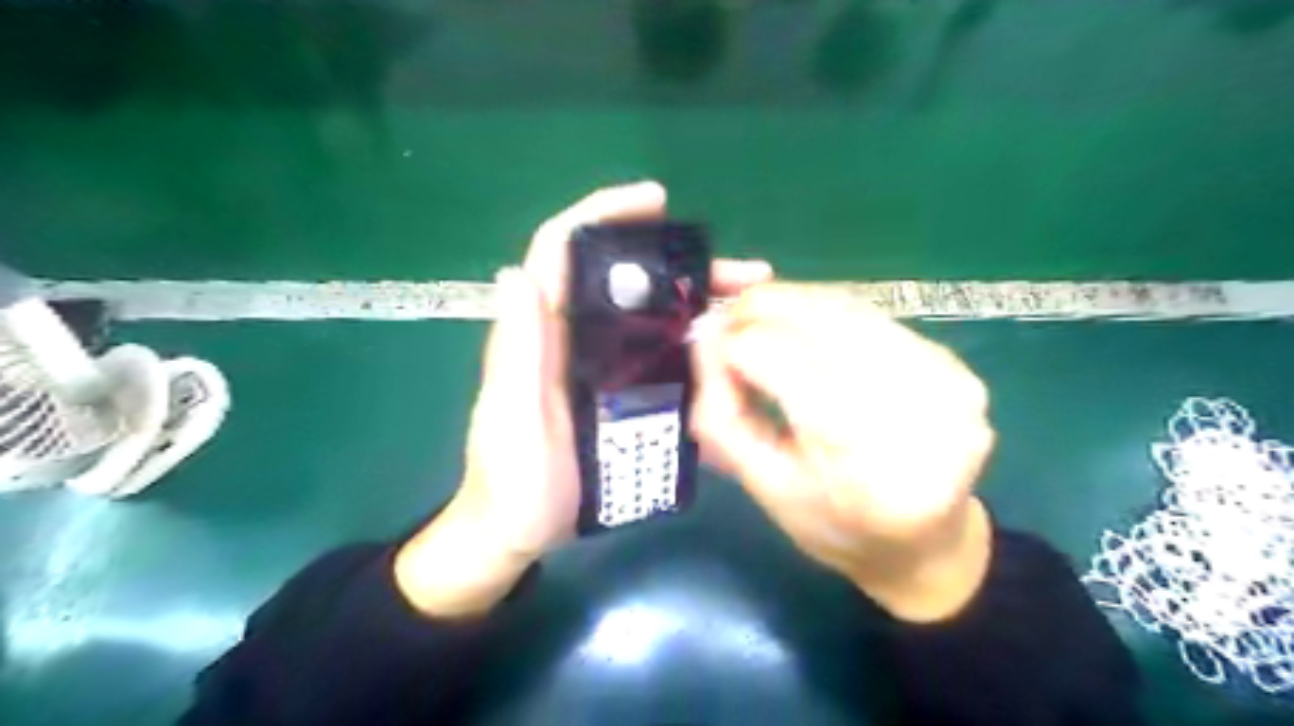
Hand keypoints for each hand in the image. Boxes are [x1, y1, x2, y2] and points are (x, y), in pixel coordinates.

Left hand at [394, 181, 771, 617]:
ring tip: (748, 303)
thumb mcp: (511, 416)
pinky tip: (727, 349)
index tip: (657, 203)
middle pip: (624, 278)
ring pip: (649, 314)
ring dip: (696, 300)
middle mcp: (572, 335)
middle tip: (741, 272)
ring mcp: (599, 363)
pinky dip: (692, 340)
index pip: (563, 250)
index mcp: (540, 331)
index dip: (604, 215)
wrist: (518, 531)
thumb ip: (516, 351)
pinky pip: (659, 353)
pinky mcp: (619, 390)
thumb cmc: (511, 480)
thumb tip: (517, 272)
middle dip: (680, 263)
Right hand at [693, 284, 993, 622]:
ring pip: (846, 307)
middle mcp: (910, 403)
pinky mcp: (958, 366)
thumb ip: (722, 412)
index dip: (730, 341)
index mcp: (853, 449)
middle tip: (730, 317)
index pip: (773, 353)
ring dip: (794, 304)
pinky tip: (812, 332)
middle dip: (758, 307)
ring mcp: (943, 379)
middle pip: (814, 317)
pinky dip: (831, 315)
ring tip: (764, 321)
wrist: (927, 546)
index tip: (710, 349)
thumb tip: (703, 336)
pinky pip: (876, 318)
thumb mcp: (763, 485)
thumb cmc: (835, 527)